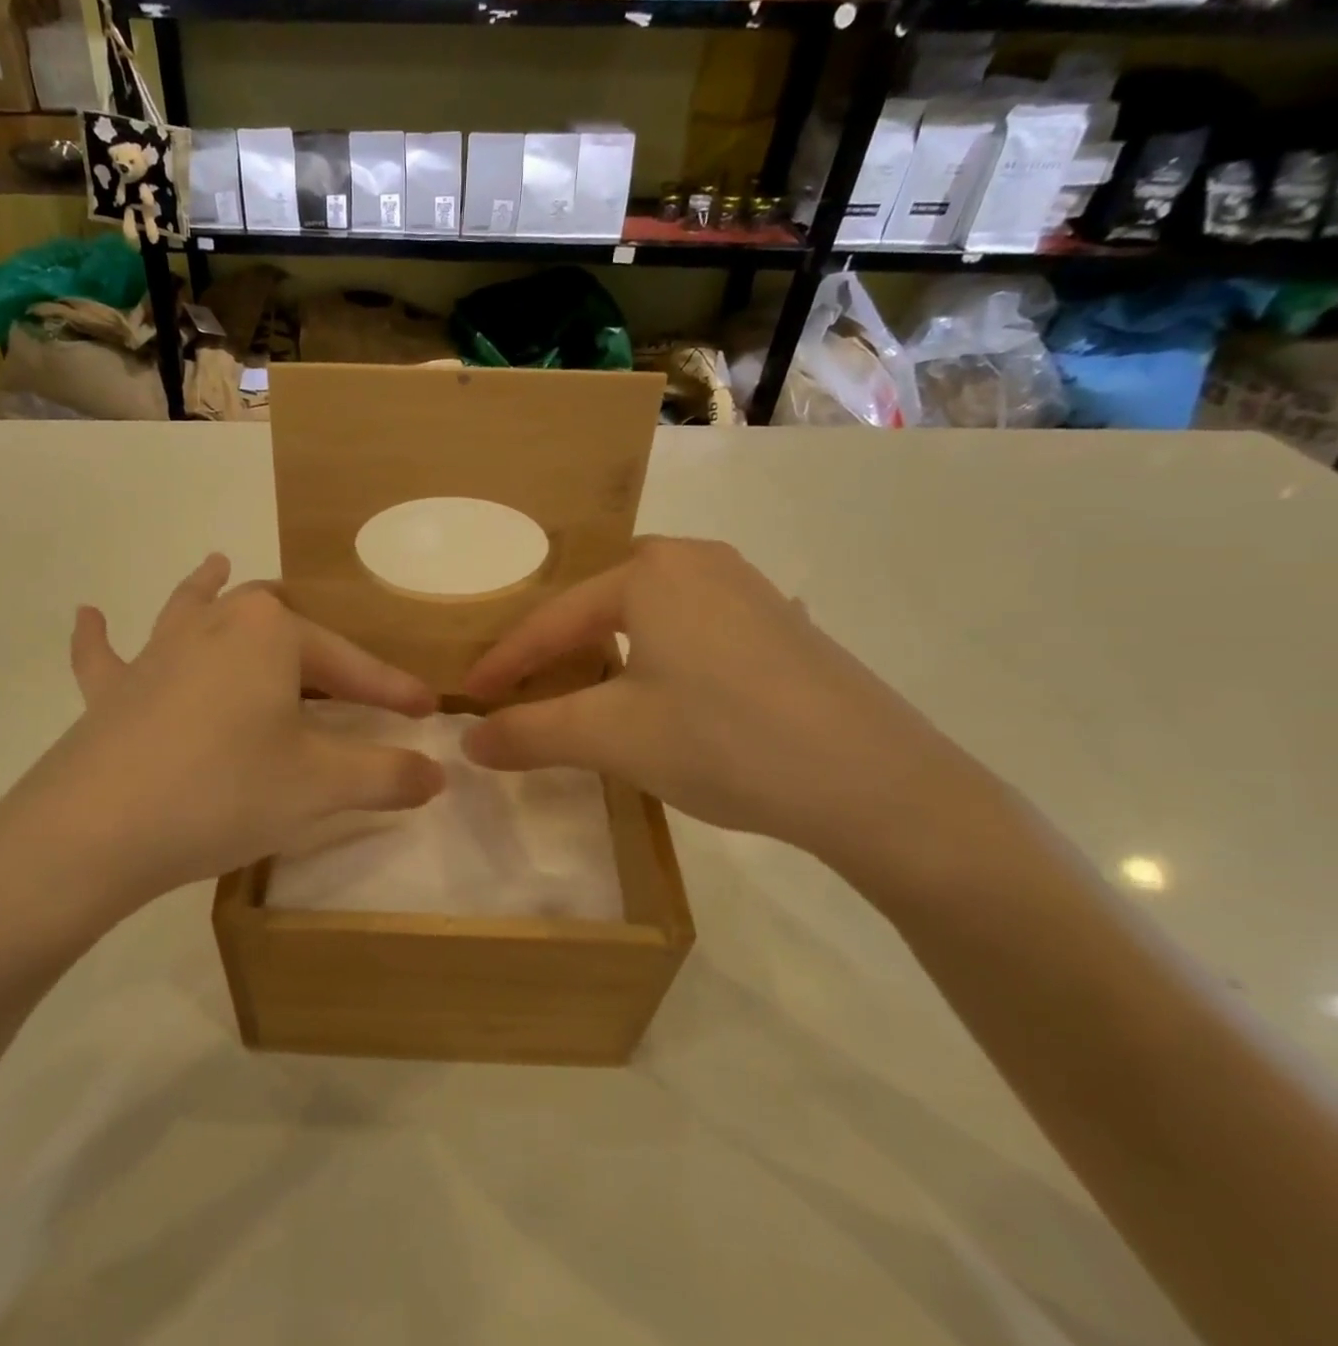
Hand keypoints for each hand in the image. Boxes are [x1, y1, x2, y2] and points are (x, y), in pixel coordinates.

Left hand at [0, 555, 444, 934]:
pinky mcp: (112, 692)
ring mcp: (156, 654)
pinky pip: (105, 656)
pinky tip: (89, 615)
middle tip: (339, 673)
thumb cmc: (225, 792)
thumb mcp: (320, 787)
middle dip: (313, 641)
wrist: (98, 829)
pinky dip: (99, 638)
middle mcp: (215, 626)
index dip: (393, 688)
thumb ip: (387, 775)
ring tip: (216, 563)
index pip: (350, 663)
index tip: (427, 710)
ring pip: (191, 608)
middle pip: (276, 622)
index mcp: (271, 634)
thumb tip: (437, 773)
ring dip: (208, 587)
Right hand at [461, 537, 995, 872]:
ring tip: (581, 687)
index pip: (552, 619)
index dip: (504, 663)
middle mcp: (698, 561)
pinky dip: (653, 655)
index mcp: (650, 572)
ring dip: (604, 649)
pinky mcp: (779, 624)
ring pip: (647, 613)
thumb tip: (469, 743)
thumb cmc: (724, 742)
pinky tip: (658, 691)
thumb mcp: (611, 738)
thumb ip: (530, 733)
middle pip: (598, 603)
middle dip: (554, 646)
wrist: (877, 783)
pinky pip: (690, 627)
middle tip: (522, 685)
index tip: (467, 698)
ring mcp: (747, 588)